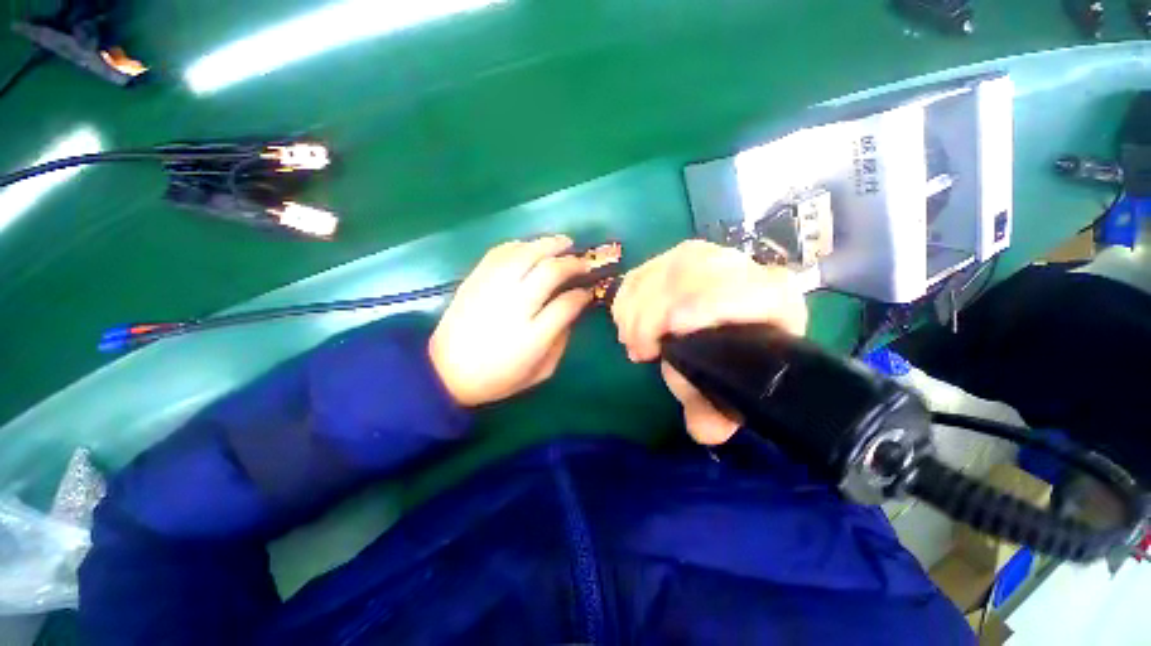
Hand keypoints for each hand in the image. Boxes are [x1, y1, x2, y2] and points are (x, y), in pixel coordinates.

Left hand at [429, 236, 594, 406]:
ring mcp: (492, 289)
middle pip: (550, 271)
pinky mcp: (475, 280)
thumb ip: (560, 343)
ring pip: (526, 254)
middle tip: (583, 262)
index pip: (567, 304)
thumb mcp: (539, 372)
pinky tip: (531, 247)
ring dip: (549, 245)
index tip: (587, 291)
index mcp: (532, 336)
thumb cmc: (497, 377)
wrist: (445, 372)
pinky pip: (500, 253)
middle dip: (572, 263)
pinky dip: (520, 245)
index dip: (582, 294)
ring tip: (564, 243)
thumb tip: (571, 312)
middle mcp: (514, 306)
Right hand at [611, 240, 807, 444]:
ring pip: (666, 268)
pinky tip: (625, 321)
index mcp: (775, 302)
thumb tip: (705, 431)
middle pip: (696, 272)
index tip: (673, 328)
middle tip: (639, 350)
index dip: (711, 305)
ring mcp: (708, 258)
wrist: (730, 328)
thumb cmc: (730, 362)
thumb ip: (715, 412)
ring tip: (631, 341)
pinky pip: (645, 269)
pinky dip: (627, 295)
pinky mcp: (675, 258)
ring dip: (636, 305)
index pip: (753, 291)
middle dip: (655, 310)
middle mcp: (745, 271)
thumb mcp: (727, 391)